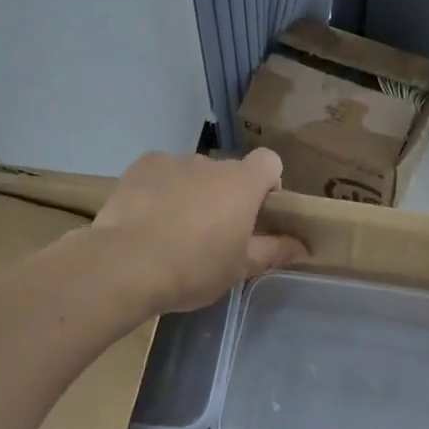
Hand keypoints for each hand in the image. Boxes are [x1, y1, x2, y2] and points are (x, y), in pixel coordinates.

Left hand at [93, 149, 308, 313]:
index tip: (256, 213)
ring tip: (172, 228)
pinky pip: (162, 172)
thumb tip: (303, 246)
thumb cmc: (193, 268)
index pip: (269, 161)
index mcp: (242, 183)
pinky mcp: (143, 165)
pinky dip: (161, 188)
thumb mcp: (239, 268)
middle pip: (229, 172)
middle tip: (212, 232)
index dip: (267, 183)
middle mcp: (212, 163)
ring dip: (193, 191)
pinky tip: (147, 217)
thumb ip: (273, 251)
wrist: (125, 264)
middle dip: (226, 194)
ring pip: (194, 173)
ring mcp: (174, 160)